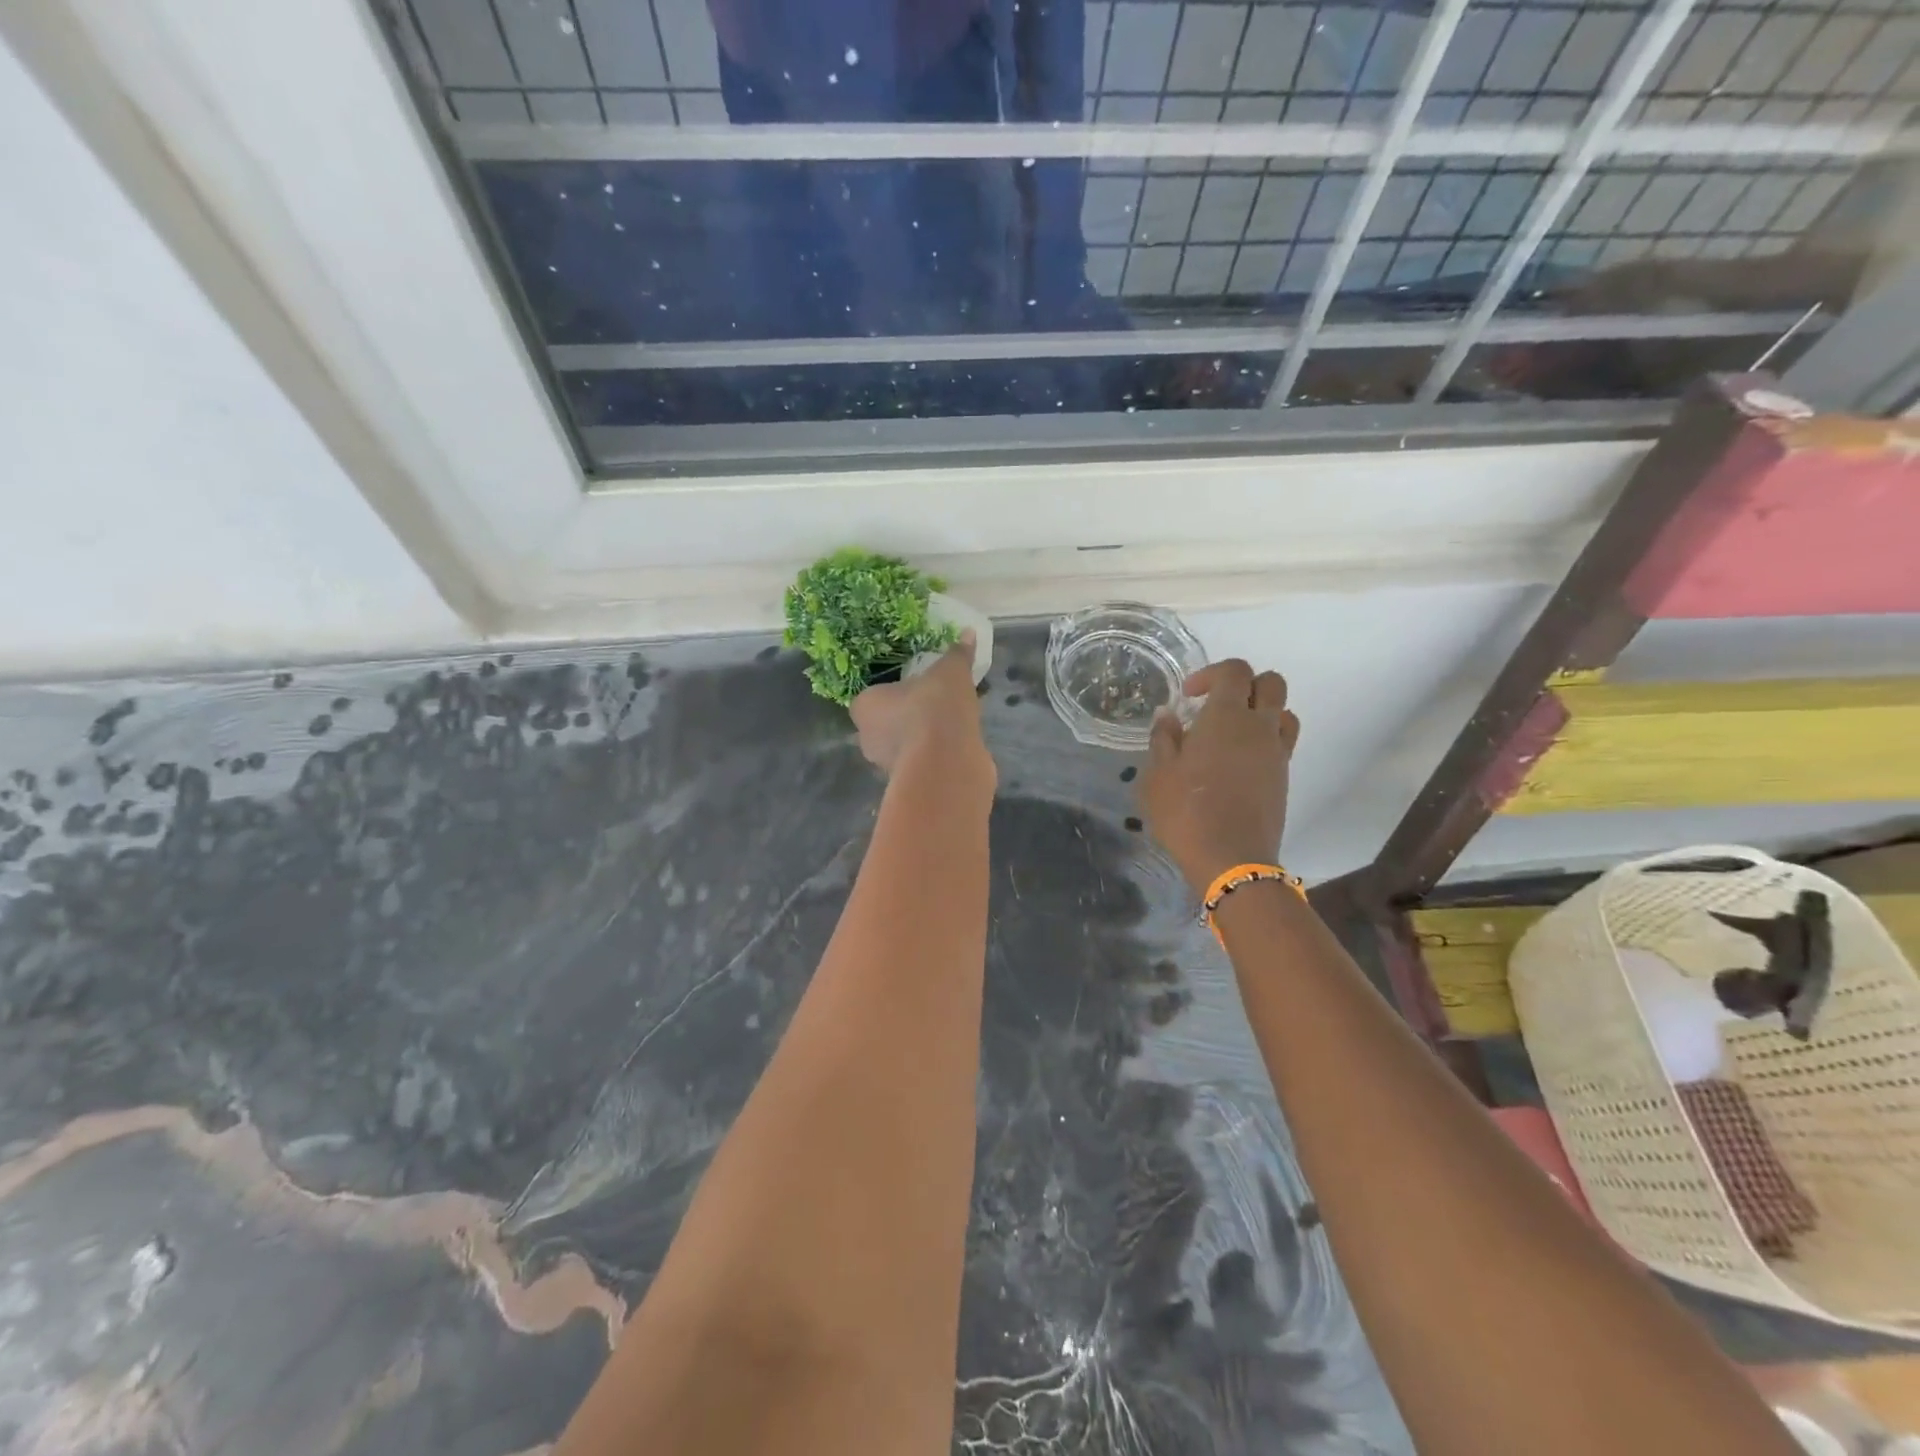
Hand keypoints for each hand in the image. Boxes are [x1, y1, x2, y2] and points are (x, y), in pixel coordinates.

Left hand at [850, 633, 994, 790]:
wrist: (946, 764)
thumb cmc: (934, 709)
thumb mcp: (950, 672)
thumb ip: (957, 654)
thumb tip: (967, 632)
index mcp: (865, 706)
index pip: (872, 696)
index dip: (893, 691)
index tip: (917, 686)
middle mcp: (869, 738)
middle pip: (887, 721)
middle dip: (909, 714)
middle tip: (937, 701)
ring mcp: (888, 765)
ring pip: (906, 743)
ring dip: (925, 735)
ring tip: (954, 721)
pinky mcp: (912, 784)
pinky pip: (924, 761)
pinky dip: (937, 753)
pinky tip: (959, 744)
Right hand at [1139, 660, 1298, 894]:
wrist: (1231, 858)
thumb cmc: (1186, 811)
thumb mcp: (1158, 774)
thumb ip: (1163, 738)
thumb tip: (1168, 715)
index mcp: (1227, 717)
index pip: (1235, 671)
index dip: (1212, 673)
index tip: (1189, 695)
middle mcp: (1259, 727)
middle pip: (1270, 683)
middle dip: (1244, 685)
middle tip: (1215, 706)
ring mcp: (1276, 753)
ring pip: (1283, 712)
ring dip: (1261, 711)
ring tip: (1233, 732)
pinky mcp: (1283, 777)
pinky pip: (1282, 742)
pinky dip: (1265, 739)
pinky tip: (1238, 761)